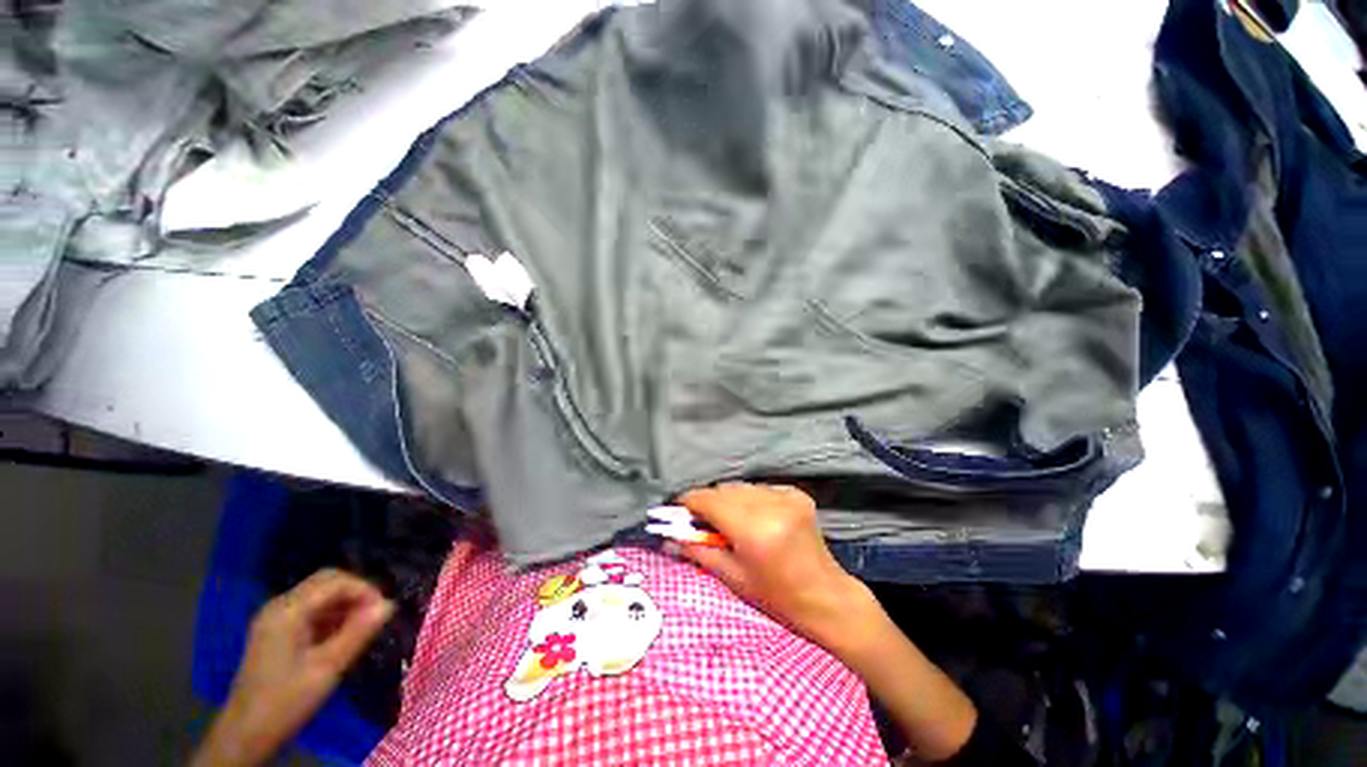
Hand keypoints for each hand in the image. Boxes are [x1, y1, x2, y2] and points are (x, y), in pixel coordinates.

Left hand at [193, 569, 393, 766]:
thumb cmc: (286, 701)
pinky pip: (311, 610)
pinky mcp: (276, 632)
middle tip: (376, 615)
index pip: (335, 581)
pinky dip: (332, 616)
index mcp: (287, 611)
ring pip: (320, 595)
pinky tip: (342, 636)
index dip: (365, 590)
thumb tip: (389, 605)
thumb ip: (358, 633)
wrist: (245, 735)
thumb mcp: (327, 669)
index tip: (384, 611)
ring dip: (345, 605)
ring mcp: (275, 619)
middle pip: (326, 582)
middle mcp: (279, 606)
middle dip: (356, 593)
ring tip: (363, 628)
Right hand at [676, 484, 978, 761]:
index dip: (689, 501)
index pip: (709, 500)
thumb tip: (668, 537)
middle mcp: (770, 506)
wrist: (825, 596)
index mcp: (754, 530)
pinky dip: (750, 498)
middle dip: (708, 502)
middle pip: (724, 490)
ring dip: (729, 499)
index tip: (678, 508)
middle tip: (701, 519)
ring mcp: (787, 496)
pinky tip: (753, 516)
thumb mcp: (733, 578)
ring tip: (728, 520)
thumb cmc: (776, 596)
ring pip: (741, 486)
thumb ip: (699, 552)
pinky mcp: (797, 494)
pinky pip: (760, 488)